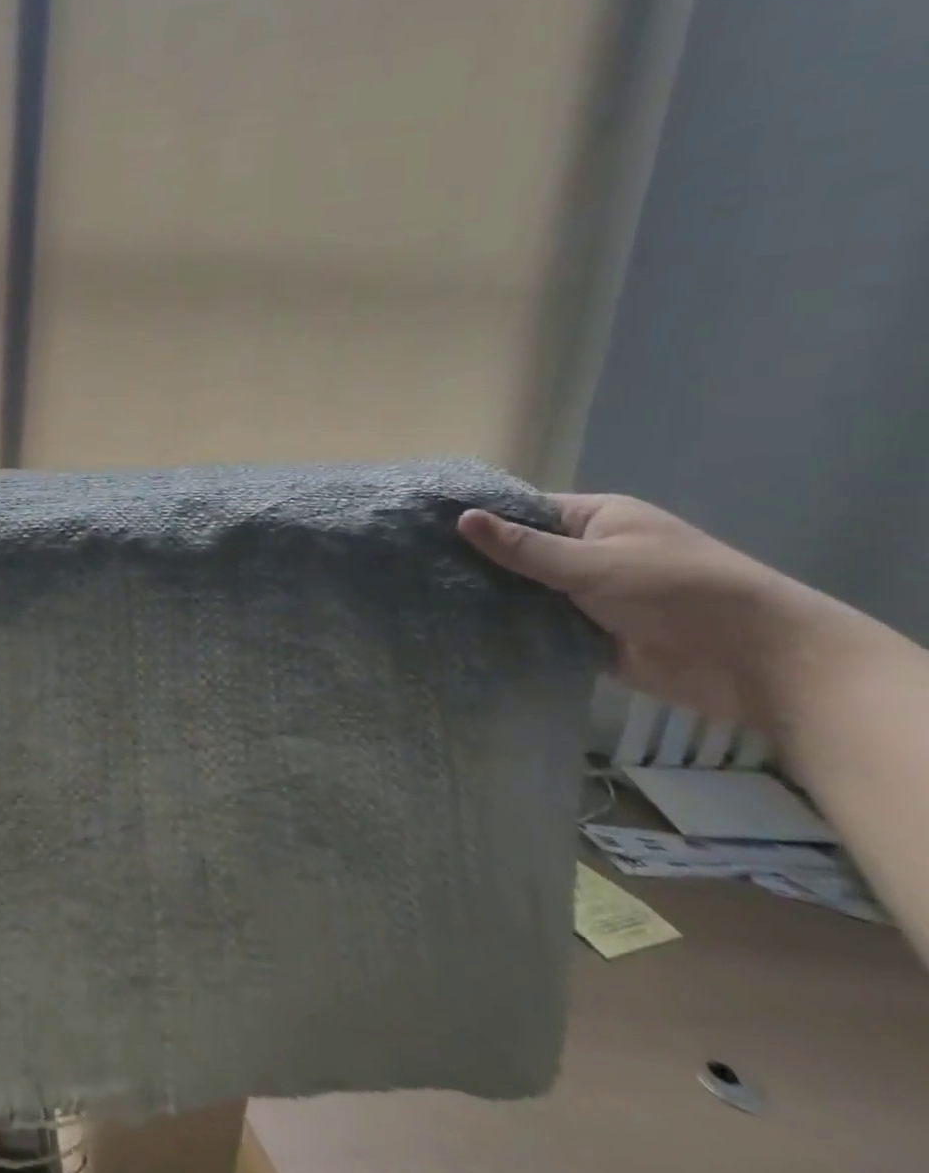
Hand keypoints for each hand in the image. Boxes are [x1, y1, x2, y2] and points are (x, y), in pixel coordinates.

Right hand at [457, 494, 828, 726]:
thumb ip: (525, 547)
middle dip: (478, 563)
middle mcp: (588, 553)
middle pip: (519, 553)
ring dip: (492, 599)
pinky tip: (463, 631)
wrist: (756, 662)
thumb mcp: (594, 563)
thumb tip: (461, 518)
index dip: (480, 518)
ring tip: (427, 600)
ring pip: (525, 593)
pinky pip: (538, 628)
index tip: (425, 528)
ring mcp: (587, 596)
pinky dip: (511, 630)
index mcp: (596, 520)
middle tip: (416, 569)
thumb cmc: (678, 590)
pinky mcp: (587, 635)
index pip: (523, 510)